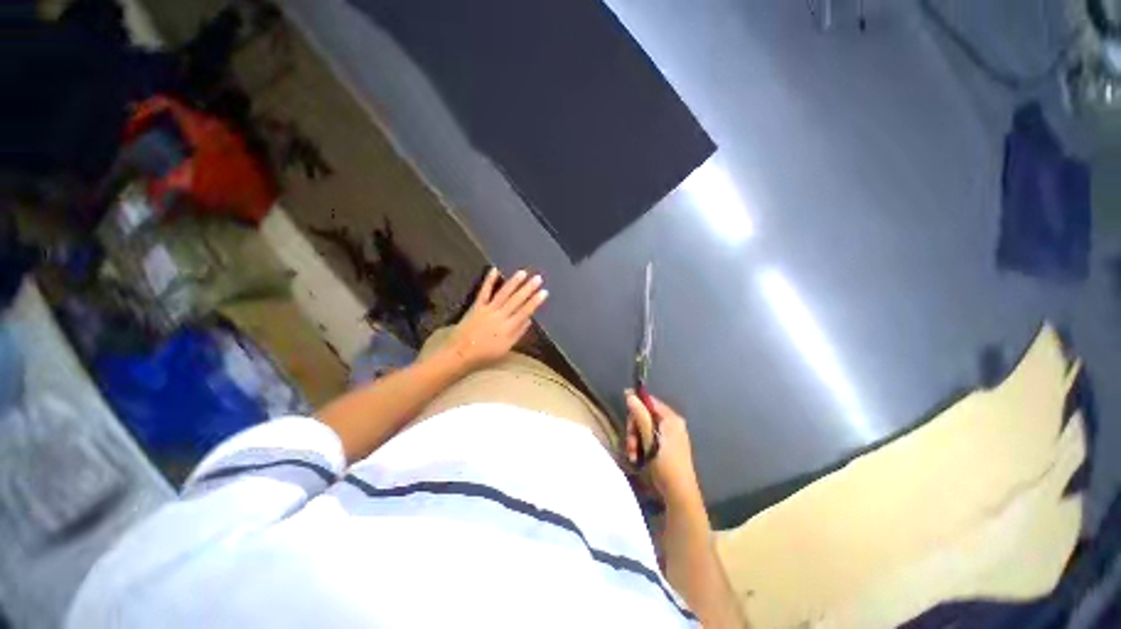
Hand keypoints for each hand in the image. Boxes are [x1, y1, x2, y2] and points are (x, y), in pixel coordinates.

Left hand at [445, 268, 547, 370]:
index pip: (525, 312)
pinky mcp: (477, 306)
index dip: (535, 301)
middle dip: (528, 289)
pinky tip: (494, 270)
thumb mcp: (506, 348)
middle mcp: (500, 316)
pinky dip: (489, 280)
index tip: (544, 292)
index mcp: (509, 327)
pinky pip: (484, 292)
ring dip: (514, 282)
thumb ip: (518, 333)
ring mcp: (488, 309)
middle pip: (517, 300)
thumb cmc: (485, 354)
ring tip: (522, 273)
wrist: (461, 353)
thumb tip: (529, 320)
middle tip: (538, 278)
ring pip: (503, 294)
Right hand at [625, 391, 700, 502]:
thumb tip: (630, 395)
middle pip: (645, 415)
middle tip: (630, 442)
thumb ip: (640, 416)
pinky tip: (636, 458)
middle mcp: (672, 424)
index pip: (650, 402)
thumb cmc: (666, 464)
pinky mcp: (666, 447)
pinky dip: (641, 446)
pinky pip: (649, 438)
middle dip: (634, 428)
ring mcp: (670, 436)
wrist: (679, 494)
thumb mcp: (650, 439)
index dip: (636, 403)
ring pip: (645, 428)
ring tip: (632, 454)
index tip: (624, 409)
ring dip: (635, 439)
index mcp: (671, 419)